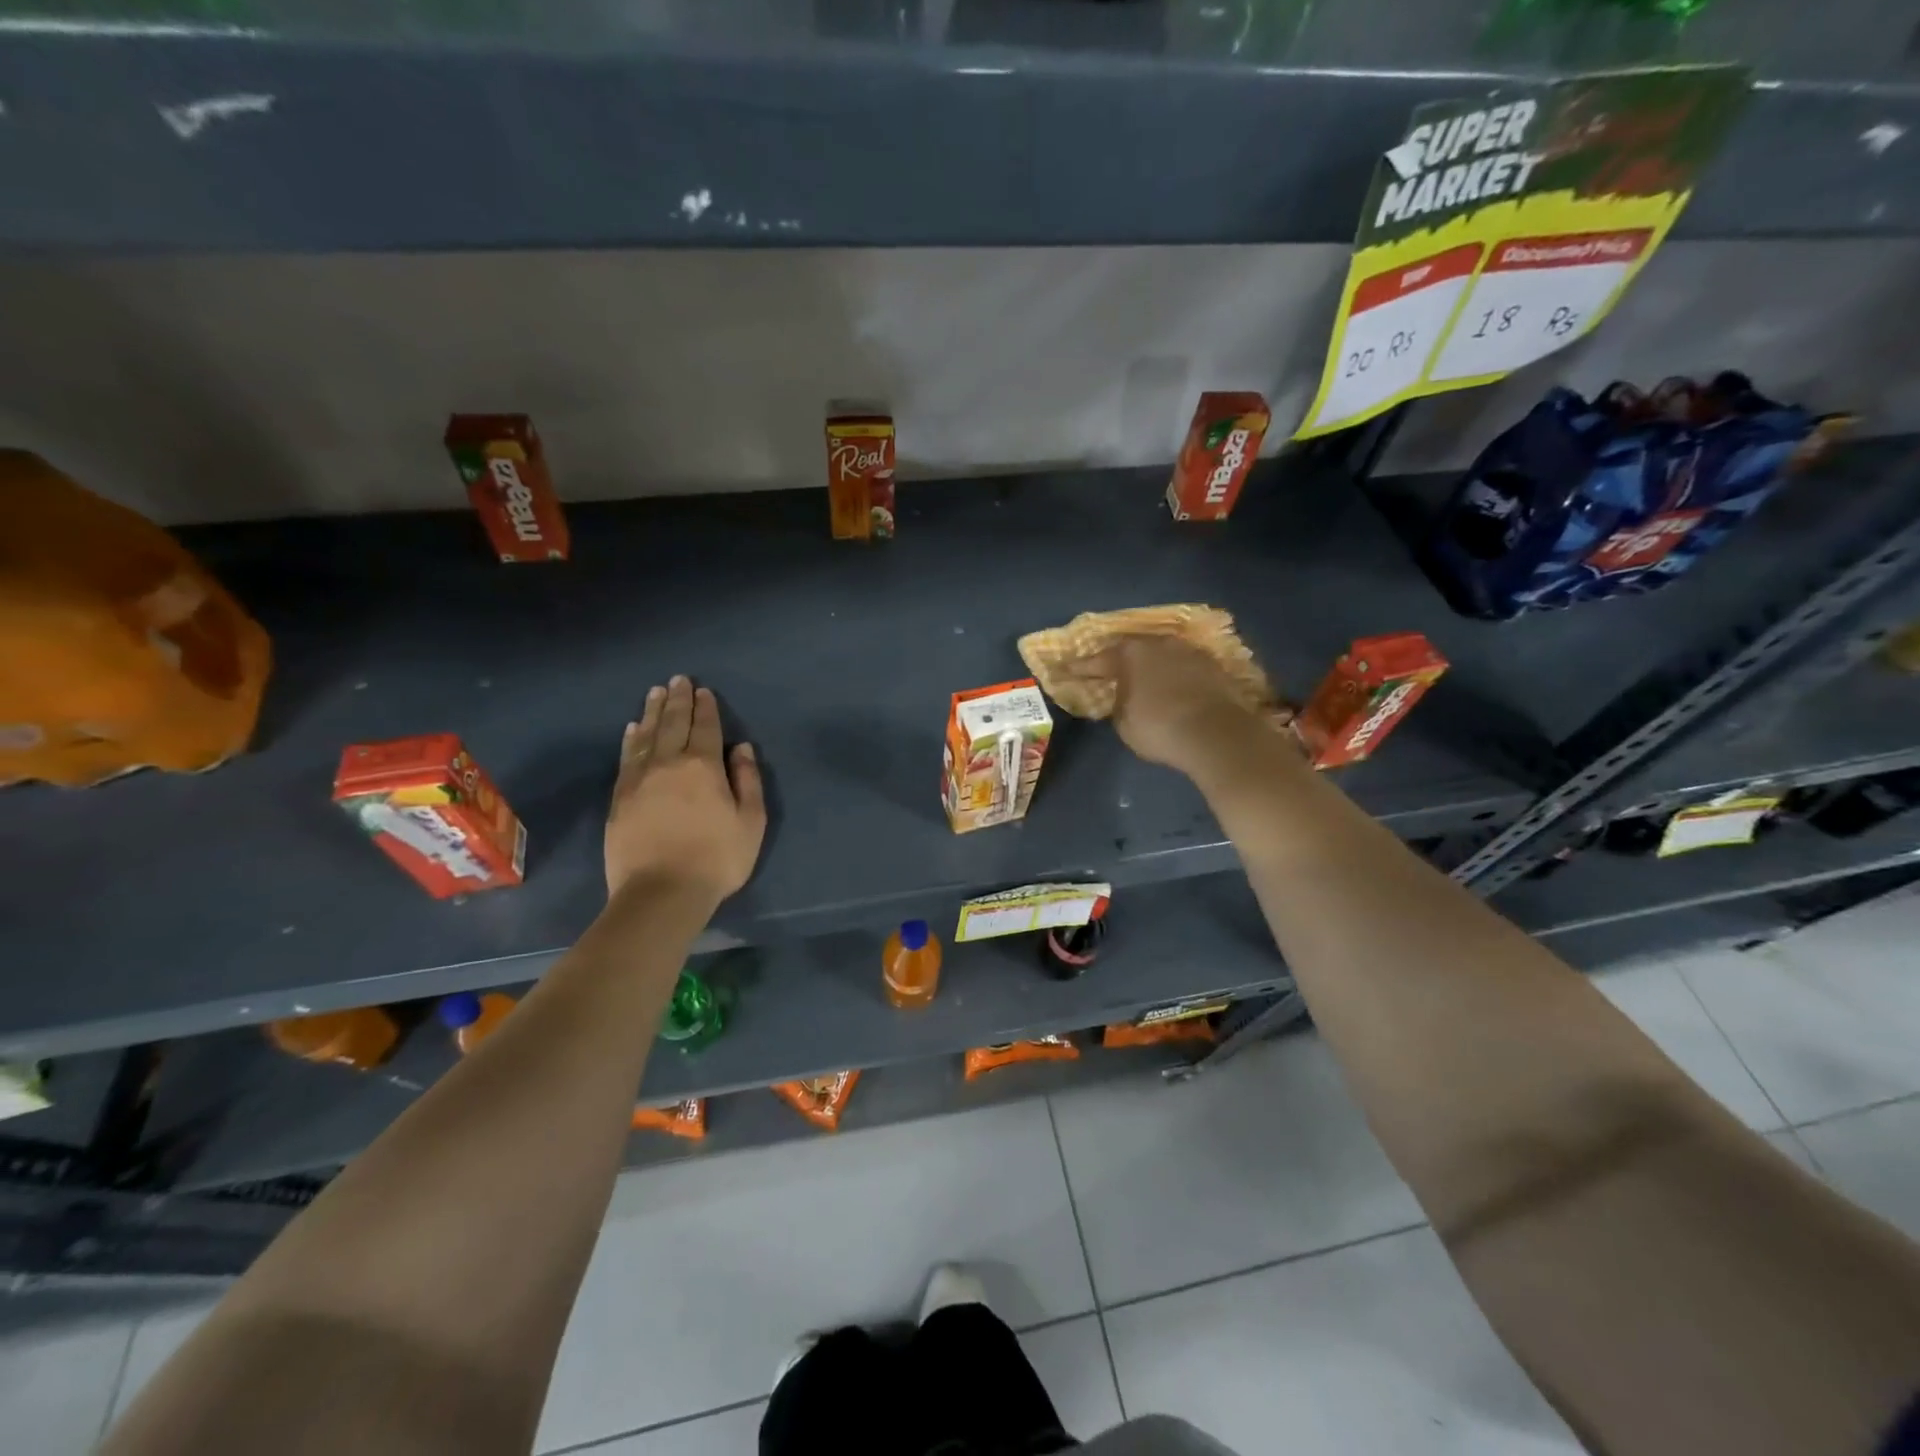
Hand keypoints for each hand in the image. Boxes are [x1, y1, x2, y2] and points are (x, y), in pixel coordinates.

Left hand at [605, 676, 765, 904]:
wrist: (660, 894)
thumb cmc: (716, 859)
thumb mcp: (750, 822)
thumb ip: (747, 781)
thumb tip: (741, 748)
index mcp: (703, 767)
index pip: (705, 727)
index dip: (706, 707)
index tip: (703, 690)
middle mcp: (669, 764)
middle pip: (673, 724)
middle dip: (677, 700)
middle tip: (678, 679)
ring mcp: (639, 780)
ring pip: (646, 736)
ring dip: (652, 712)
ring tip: (656, 693)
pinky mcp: (619, 798)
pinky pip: (626, 758)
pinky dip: (631, 739)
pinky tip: (633, 728)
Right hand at [1067, 636, 1291, 782]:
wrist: (1217, 734)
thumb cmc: (1159, 728)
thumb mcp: (1124, 722)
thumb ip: (1118, 703)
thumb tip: (1123, 696)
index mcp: (1131, 654)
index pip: (1098, 661)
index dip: (1080, 669)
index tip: (1066, 670)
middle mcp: (1160, 644)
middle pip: (1134, 651)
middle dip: (1121, 662)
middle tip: (1110, 673)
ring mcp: (1190, 652)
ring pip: (1163, 656)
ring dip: (1153, 667)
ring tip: (1146, 681)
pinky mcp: (1215, 666)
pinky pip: (1186, 668)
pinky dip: (1177, 677)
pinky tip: (1175, 689)